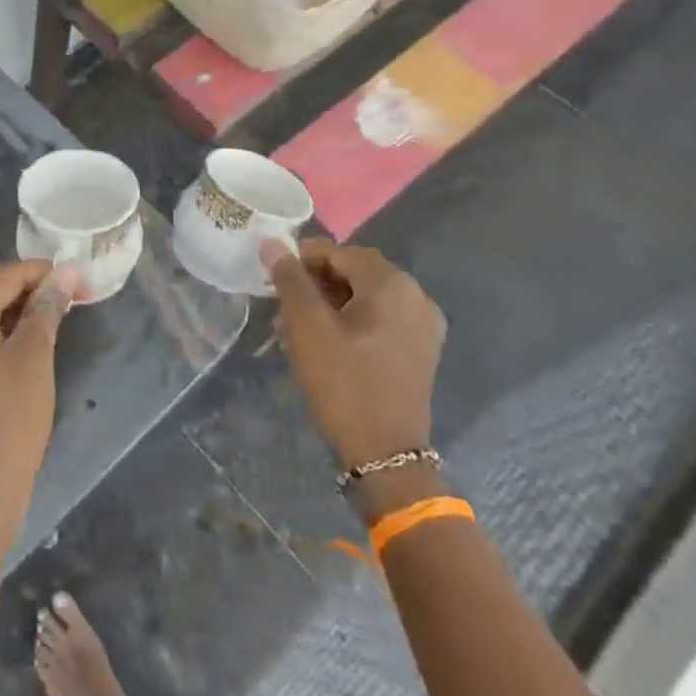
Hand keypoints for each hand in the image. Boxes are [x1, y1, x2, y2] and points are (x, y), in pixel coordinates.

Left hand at [0, 258, 77, 539]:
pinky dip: (0, 326)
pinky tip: (27, 343)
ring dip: (12, 304)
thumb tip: (66, 272)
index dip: (42, 271)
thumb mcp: (34, 358)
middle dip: (23, 281)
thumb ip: (46, 309)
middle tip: (62, 298)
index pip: (4, 272)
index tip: (79, 279)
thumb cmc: (9, 419)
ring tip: (51, 318)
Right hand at [264, 238, 445, 470]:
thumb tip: (273, 243)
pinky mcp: (419, 350)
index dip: (302, 257)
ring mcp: (422, 326)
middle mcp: (415, 297)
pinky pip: (380, 318)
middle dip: (316, 280)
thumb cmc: (343, 381)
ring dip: (330, 300)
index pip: (339, 252)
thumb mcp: (307, 325)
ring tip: (297, 322)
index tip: (272, 275)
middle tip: (282, 299)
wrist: (386, 453)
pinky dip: (351, 319)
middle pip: (355, 271)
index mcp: (392, 285)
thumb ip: (289, 278)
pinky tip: (325, 339)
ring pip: (366, 296)